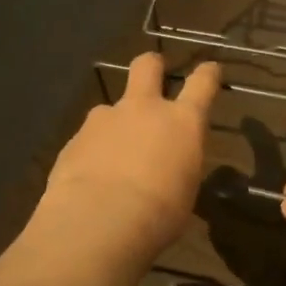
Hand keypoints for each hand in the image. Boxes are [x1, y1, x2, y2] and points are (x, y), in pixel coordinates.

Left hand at [37, 53, 220, 263]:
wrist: (99, 221)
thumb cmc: (160, 213)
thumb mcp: (185, 191)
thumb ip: (179, 167)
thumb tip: (172, 170)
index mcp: (182, 122)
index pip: (202, 83)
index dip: (208, 74)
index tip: (210, 69)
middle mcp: (143, 109)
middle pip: (147, 66)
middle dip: (152, 65)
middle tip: (154, 72)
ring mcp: (105, 119)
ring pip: (111, 108)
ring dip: (116, 123)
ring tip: (113, 154)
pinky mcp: (75, 138)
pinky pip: (89, 138)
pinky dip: (93, 151)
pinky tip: (90, 177)